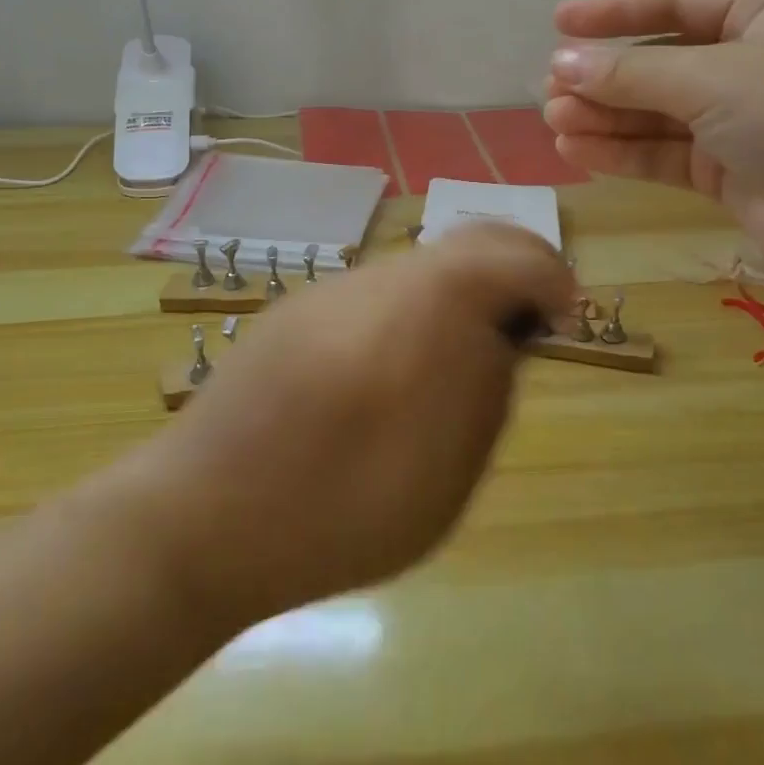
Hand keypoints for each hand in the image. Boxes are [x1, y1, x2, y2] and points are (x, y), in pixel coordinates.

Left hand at [97, 224, 573, 630]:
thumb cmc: (334, 515)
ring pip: (415, 270)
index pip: (507, 253)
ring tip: (456, 361)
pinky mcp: (292, 311)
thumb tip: (505, 337)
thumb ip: (487, 390)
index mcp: (420, 307)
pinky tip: (389, 374)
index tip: (563, 316)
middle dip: (507, 274)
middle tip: (524, 328)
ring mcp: (326, 291)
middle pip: (461, 246)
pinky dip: (408, 313)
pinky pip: (371, 296)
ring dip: (456, 296)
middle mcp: (373, 280)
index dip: (549, 274)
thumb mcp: (444, 477)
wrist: (199, 518)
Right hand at [544, 0, 763, 272]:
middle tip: (550, 88)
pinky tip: (577, 151)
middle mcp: (753, 65)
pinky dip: (623, 152)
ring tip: (554, 121)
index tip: (560, 22)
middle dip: (604, 76)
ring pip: (657, 113)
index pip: (677, 4)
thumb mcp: (709, 78)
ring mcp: (742, 122)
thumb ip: (631, 72)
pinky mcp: (730, 172)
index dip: (617, 12)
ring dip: (605, 116)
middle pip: (661, 63)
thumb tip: (561, 62)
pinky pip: (665, 153)